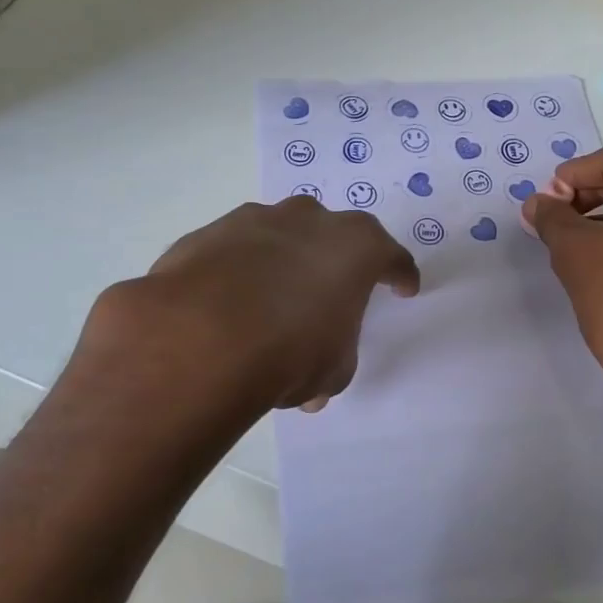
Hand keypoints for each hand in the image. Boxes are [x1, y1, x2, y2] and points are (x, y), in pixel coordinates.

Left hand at [77, 197, 419, 417]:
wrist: (199, 339)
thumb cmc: (290, 352)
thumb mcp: (332, 369)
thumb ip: (333, 359)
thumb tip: (312, 383)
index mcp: (357, 246)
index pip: (392, 257)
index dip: (400, 275)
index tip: (403, 289)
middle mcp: (310, 220)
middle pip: (334, 234)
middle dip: (335, 259)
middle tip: (330, 291)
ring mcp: (255, 220)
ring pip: (281, 235)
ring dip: (283, 261)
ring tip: (271, 301)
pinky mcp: (208, 233)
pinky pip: (235, 251)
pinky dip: (238, 271)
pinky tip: (227, 304)